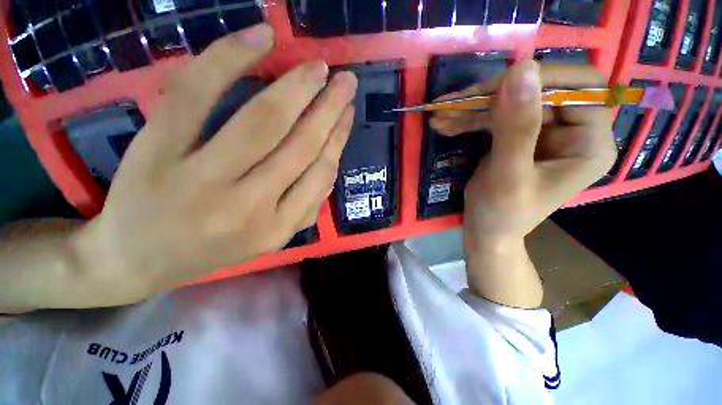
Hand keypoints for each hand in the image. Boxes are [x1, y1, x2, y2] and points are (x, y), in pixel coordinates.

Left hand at [75, 24, 357, 297]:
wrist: (135, 259)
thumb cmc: (209, 250)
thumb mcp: (269, 240)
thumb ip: (306, 209)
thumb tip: (332, 167)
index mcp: (275, 228)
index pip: (319, 175)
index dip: (337, 139)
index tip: (348, 113)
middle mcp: (247, 205)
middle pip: (299, 145)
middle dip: (329, 109)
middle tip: (347, 81)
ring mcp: (200, 176)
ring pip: (262, 121)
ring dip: (298, 87)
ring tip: (320, 67)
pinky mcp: (157, 149)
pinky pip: (196, 94)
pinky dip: (229, 57)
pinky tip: (260, 37)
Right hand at [431, 61, 614, 306]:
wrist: (486, 232)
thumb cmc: (501, 214)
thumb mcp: (508, 175)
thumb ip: (517, 127)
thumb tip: (522, 70)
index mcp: (589, 144)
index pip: (580, 88)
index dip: (538, 81)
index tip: (491, 90)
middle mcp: (573, 132)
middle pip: (537, 92)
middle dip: (490, 98)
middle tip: (450, 105)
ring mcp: (543, 133)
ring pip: (510, 103)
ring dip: (471, 109)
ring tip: (439, 116)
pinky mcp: (518, 137)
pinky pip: (495, 117)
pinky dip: (468, 120)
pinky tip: (445, 125)